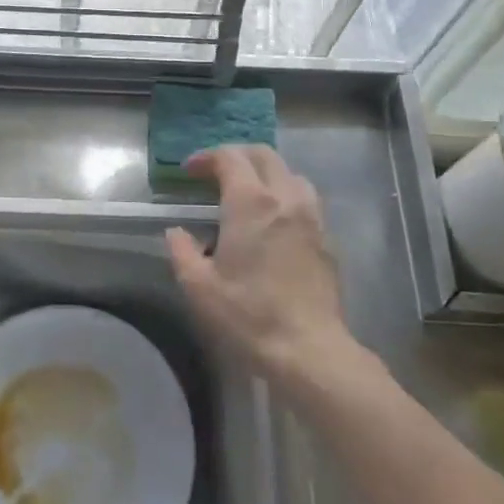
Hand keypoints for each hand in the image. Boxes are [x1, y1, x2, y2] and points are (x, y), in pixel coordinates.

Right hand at [165, 146, 354, 390]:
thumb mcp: (199, 287)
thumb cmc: (249, 314)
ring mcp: (311, 216)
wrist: (308, 348)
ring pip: (290, 174)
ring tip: (247, 193)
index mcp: (251, 202)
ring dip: (265, 173)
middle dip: (236, 156)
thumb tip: (177, 233)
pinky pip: (304, 199)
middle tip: (215, 173)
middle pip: (263, 155)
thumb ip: (182, 251)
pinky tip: (273, 222)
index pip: (230, 157)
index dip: (207, 157)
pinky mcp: (327, 238)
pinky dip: (284, 196)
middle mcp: (285, 198)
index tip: (190, 171)